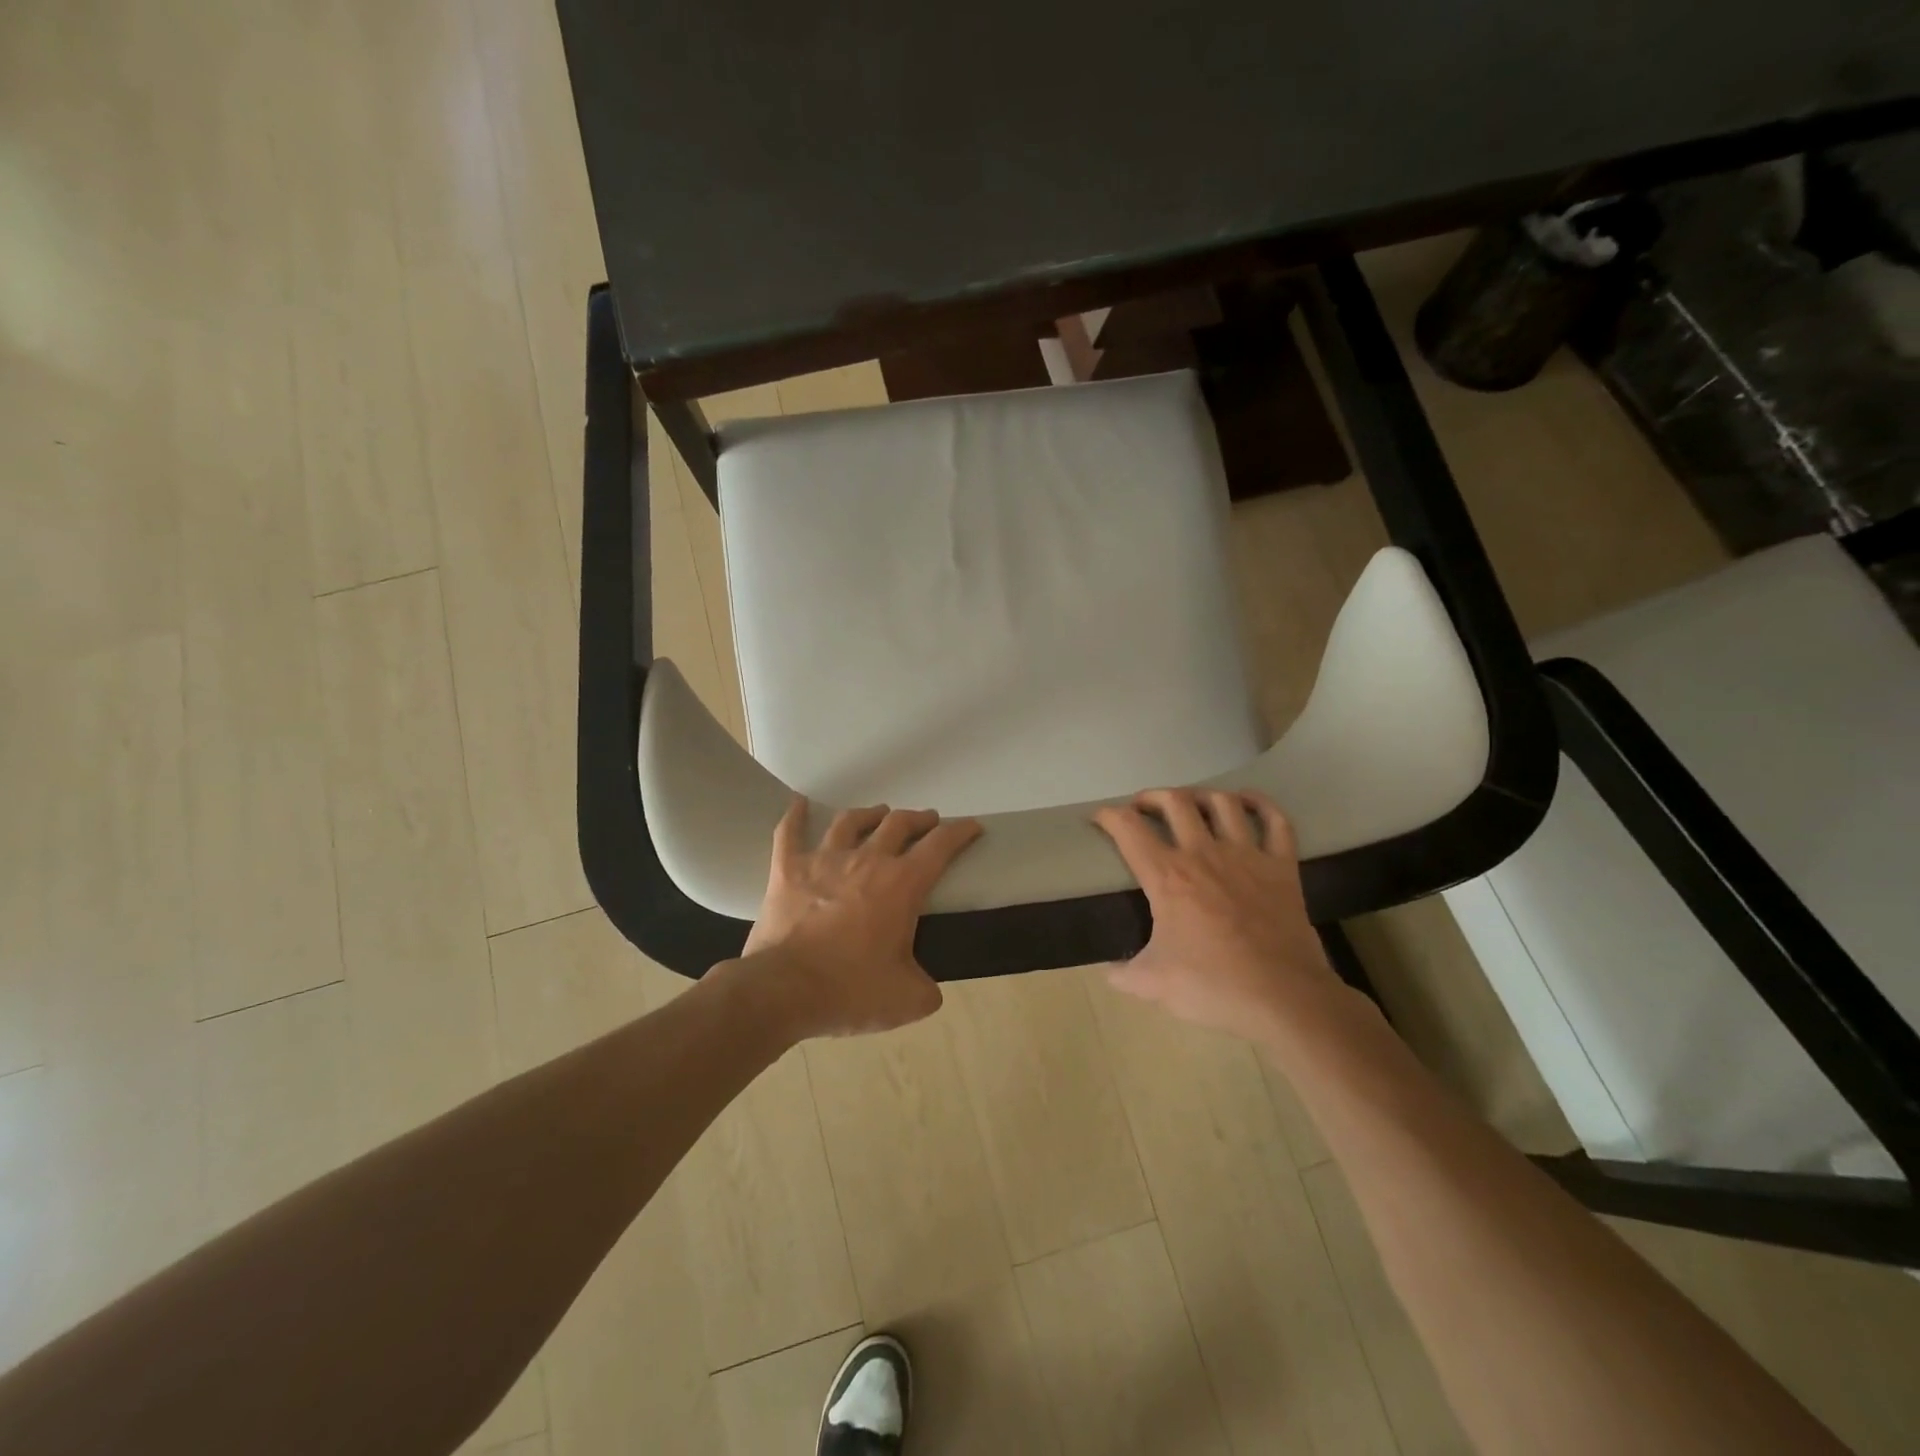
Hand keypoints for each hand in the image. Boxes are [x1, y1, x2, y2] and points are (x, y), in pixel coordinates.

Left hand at [738, 797, 982, 1038]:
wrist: (784, 989)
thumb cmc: (851, 991)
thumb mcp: (907, 1000)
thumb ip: (926, 989)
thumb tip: (928, 988)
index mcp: (902, 885)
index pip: (940, 846)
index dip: (960, 833)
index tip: (971, 826)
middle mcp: (867, 861)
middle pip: (898, 824)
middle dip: (918, 819)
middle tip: (927, 821)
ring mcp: (824, 860)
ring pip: (851, 821)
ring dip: (870, 814)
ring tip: (879, 813)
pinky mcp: (787, 869)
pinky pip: (789, 833)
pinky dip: (795, 815)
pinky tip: (798, 803)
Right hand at [1093, 788, 1343, 1038]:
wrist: (1283, 997)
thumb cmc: (1213, 986)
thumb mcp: (1153, 985)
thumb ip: (1123, 974)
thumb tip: (1109, 972)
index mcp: (1167, 877)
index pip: (1128, 829)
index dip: (1108, 816)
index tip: (1100, 818)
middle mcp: (1204, 853)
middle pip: (1174, 801)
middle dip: (1152, 797)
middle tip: (1143, 808)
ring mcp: (1247, 855)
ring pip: (1222, 802)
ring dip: (1201, 795)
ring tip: (1191, 804)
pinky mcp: (1282, 866)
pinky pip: (1275, 821)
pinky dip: (1261, 804)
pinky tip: (1248, 802)